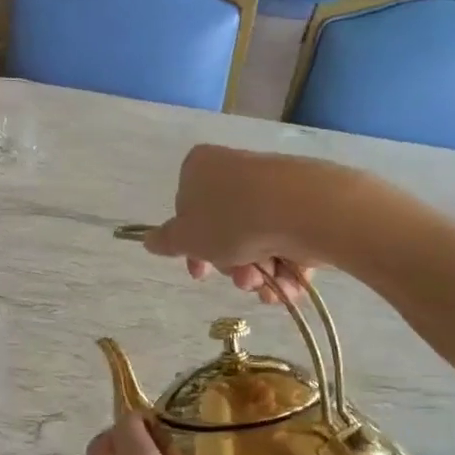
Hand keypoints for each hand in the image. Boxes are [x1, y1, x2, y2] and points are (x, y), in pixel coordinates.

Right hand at [140, 145, 336, 304]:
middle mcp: (235, 171)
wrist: (305, 210)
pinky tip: (288, 285)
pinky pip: (286, 241)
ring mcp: (273, 186)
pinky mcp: (305, 203)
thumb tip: (149, 240)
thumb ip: (166, 241)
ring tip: (266, 284)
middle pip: (223, 230)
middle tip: (241, 278)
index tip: (200, 272)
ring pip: (256, 241)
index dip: (191, 247)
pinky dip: (286, 268)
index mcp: (200, 169)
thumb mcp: (187, 237)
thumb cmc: (233, 220)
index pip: (186, 210)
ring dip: (257, 272)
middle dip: (230, 264)